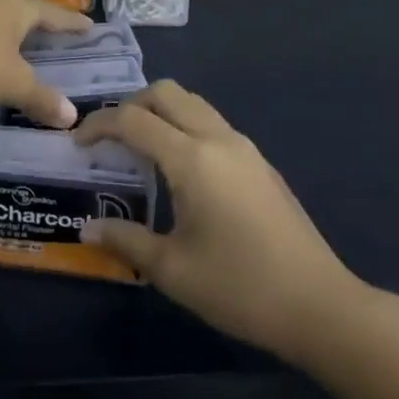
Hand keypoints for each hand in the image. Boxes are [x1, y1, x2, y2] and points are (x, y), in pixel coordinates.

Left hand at [0, 0, 90, 127]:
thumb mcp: (11, 83)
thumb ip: (41, 98)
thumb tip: (73, 116)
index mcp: (21, 6)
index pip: (56, 14)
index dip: (74, 23)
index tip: (90, 25)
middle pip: (28, 5)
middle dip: (44, 18)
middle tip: (58, 30)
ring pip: (0, 9)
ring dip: (13, 22)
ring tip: (23, 34)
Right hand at [75, 81, 372, 365]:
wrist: (320, 306)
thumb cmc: (240, 288)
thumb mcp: (173, 271)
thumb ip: (126, 241)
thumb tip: (87, 228)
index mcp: (192, 158)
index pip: (133, 120)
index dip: (100, 124)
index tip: (78, 142)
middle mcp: (217, 138)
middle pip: (165, 93)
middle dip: (131, 104)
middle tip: (110, 137)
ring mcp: (243, 146)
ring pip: (192, 103)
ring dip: (160, 112)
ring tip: (140, 148)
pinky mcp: (259, 161)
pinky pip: (211, 122)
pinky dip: (184, 126)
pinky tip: (180, 168)